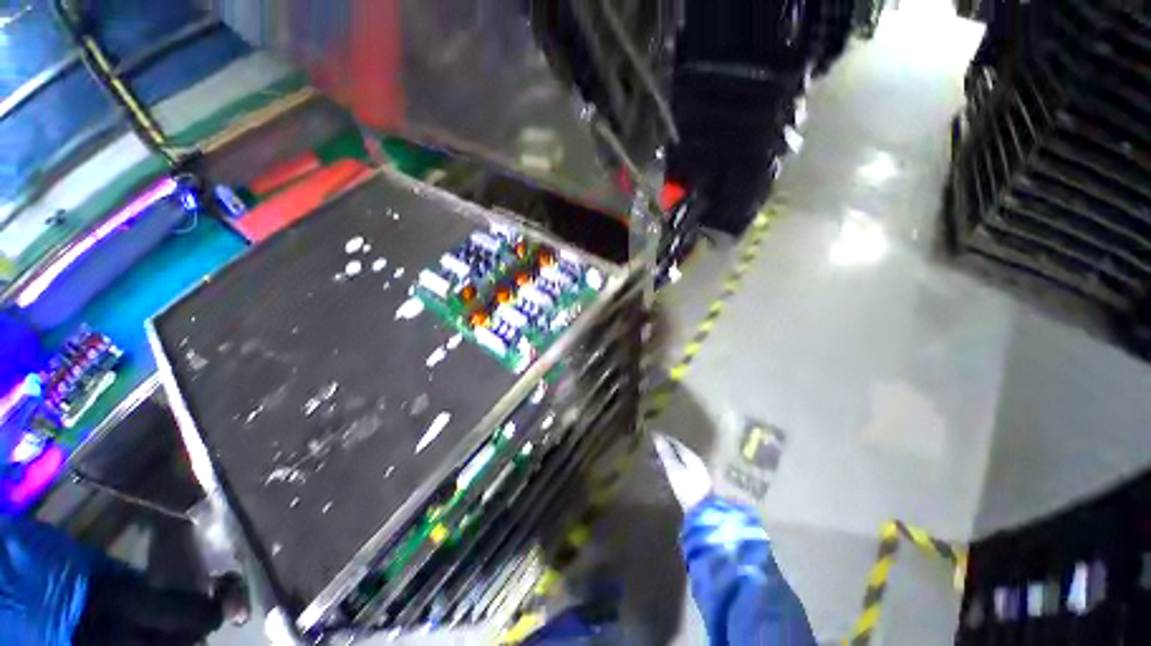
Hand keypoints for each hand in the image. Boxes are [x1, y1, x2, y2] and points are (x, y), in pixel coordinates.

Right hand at [652, 433, 711, 511]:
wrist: (705, 514)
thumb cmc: (688, 488)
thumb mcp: (674, 469)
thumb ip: (665, 452)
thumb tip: (656, 435)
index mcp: (691, 456)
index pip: (675, 443)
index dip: (663, 439)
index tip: (651, 437)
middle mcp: (696, 462)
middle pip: (678, 452)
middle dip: (665, 450)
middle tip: (650, 451)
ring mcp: (698, 474)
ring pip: (680, 462)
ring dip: (668, 460)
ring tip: (655, 463)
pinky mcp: (696, 486)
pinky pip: (681, 472)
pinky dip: (672, 469)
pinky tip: (667, 475)